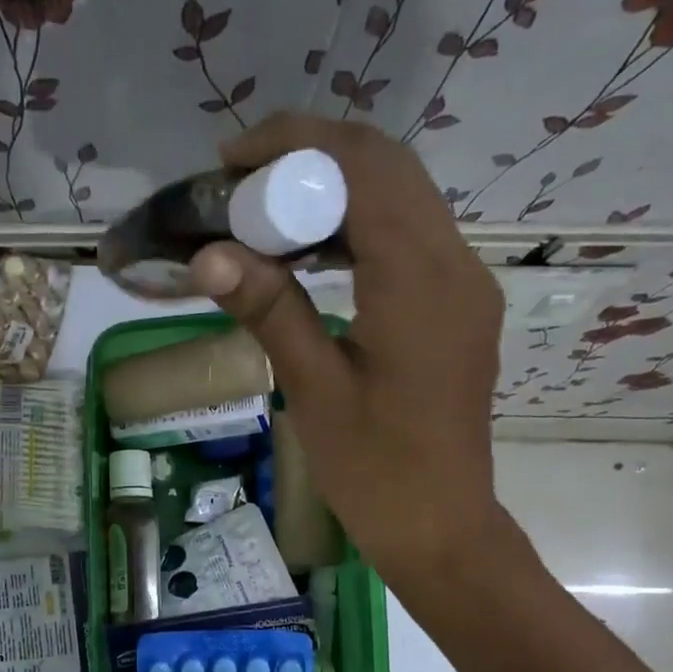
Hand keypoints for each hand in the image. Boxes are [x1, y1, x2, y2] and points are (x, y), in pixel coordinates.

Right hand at [189, 112, 508, 594]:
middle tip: (240, 184)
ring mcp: (464, 284)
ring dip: (334, 189)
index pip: (364, 168)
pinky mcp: (458, 307)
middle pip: (389, 168)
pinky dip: (357, 225)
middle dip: (311, 158)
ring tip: (265, 211)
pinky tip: (310, 251)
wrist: (439, 525)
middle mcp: (455, 265)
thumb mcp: (314, 390)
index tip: (229, 161)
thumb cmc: (374, 470)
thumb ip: (270, 311)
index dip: (294, 146)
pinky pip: (410, 237)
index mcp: (420, 281)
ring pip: (402, 198)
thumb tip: (208, 254)